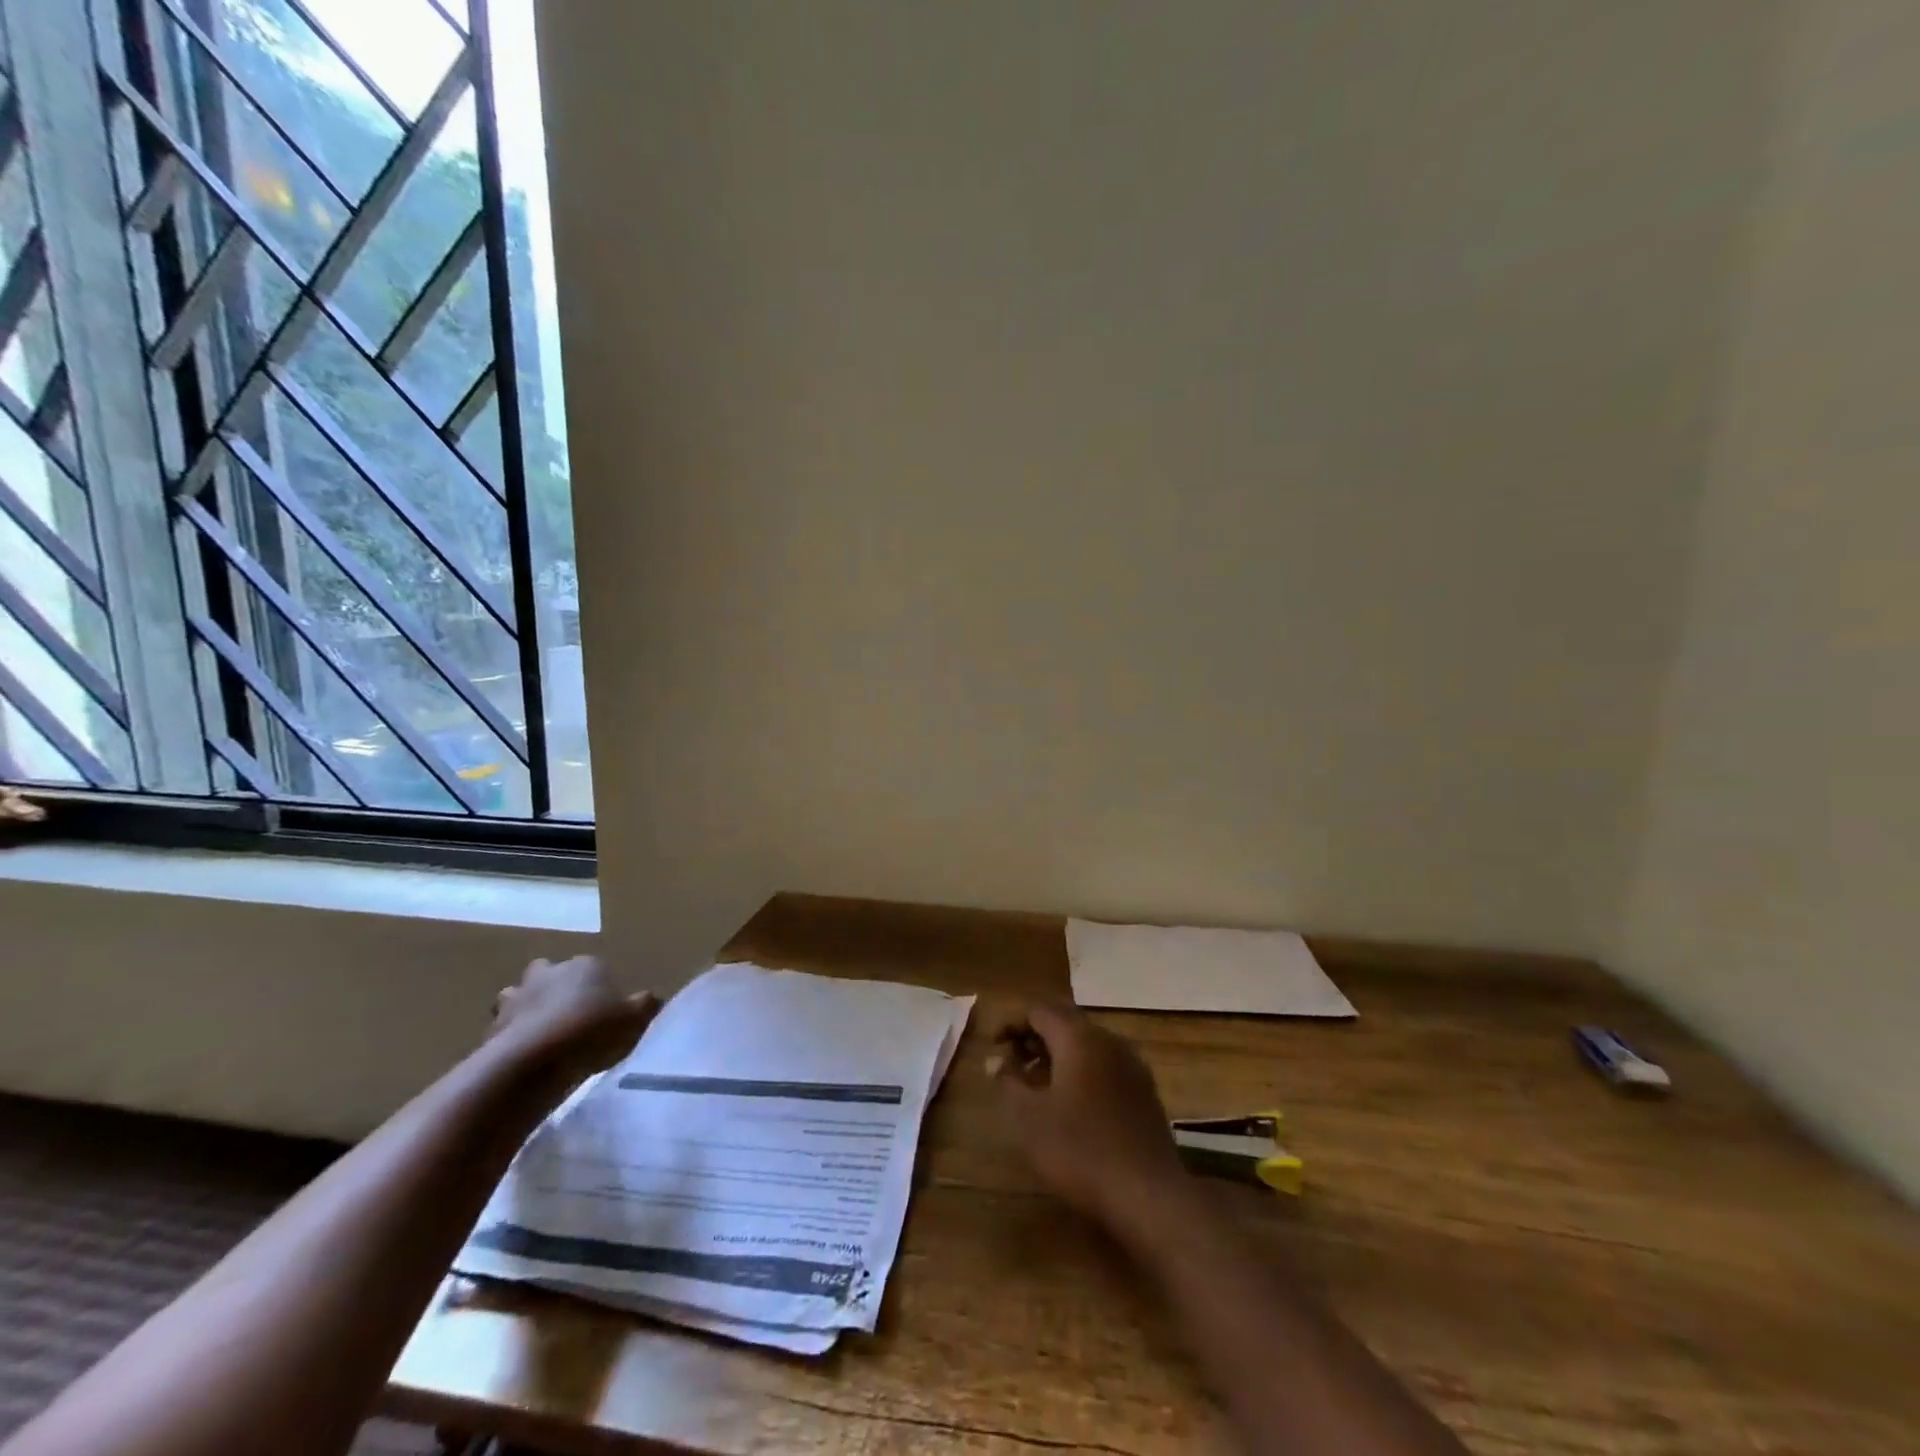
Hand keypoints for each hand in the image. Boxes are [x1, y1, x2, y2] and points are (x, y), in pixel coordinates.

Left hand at [491, 956, 657, 1078]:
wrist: (533, 1062)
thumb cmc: (591, 1031)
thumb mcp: (635, 1019)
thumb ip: (645, 1005)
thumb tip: (651, 1000)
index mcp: (585, 965)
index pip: (594, 967)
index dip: (599, 987)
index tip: (604, 1009)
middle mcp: (548, 973)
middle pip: (549, 973)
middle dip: (554, 987)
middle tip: (568, 1015)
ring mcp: (516, 998)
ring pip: (518, 995)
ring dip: (526, 1008)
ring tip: (541, 1034)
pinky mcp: (492, 1027)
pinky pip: (503, 1027)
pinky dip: (511, 1036)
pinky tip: (524, 1056)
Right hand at [993, 1002, 1185, 1232]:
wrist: (1148, 1195)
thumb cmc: (1080, 1151)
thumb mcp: (1029, 1118)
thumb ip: (1009, 1081)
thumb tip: (996, 1060)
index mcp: (1079, 1038)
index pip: (1039, 1010)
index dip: (1012, 1023)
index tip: (994, 1047)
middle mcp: (1108, 1040)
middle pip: (1065, 1022)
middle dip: (1034, 1038)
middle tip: (1012, 1065)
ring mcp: (1132, 1065)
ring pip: (1086, 1044)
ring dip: (1057, 1055)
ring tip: (1036, 1086)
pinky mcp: (1144, 1091)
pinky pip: (1104, 1065)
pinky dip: (1080, 1071)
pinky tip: (1070, 1105)